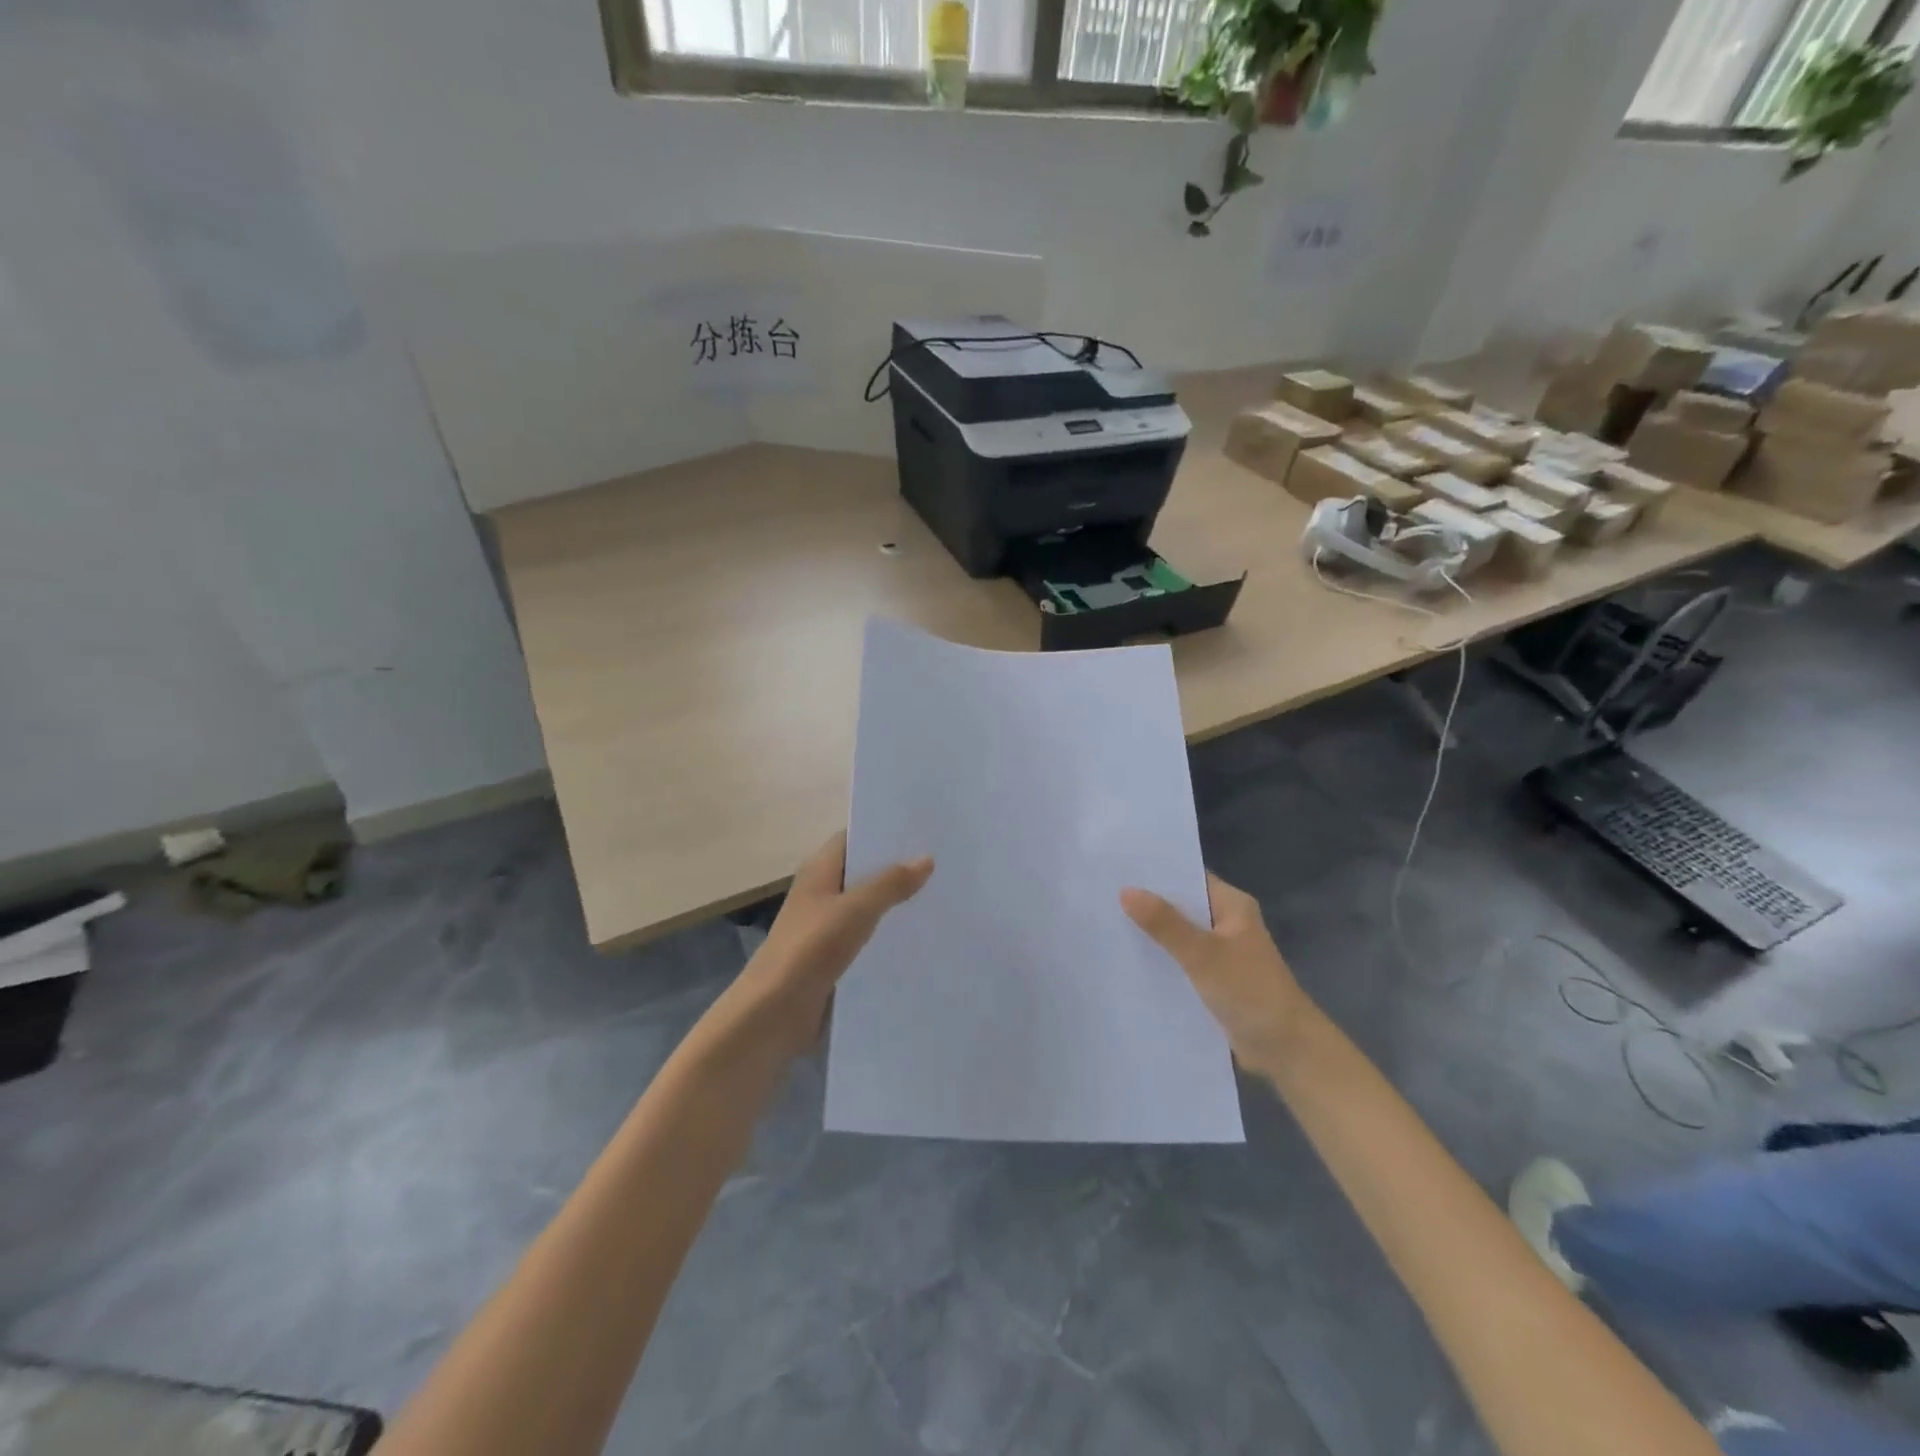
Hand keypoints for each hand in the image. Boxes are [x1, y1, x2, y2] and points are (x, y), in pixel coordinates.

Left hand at [716, 833, 933, 1060]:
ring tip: (943, 897)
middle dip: (898, 869)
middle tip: (945, 862)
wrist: (773, 1013)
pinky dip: (889, 937)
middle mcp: (822, 894)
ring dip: (896, 905)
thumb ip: (890, 883)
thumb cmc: (810, 949)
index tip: (923, 829)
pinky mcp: (833, 959)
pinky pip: (867, 940)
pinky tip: (921, 939)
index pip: (853, 838)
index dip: (883, 831)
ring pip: (868, 908)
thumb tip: (926, 858)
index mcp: (819, 871)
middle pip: (863, 873)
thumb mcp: (856, 910)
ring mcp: (826, 928)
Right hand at [1121, 873, 1318, 1072]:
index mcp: (1232, 905)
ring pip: (1178, 936)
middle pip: (1181, 906)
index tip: (1117, 867)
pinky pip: (1180, 962)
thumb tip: (1125, 891)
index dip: (1156, 872)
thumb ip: (1164, 923)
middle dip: (1147, 903)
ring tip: (1104, 923)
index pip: (1188, 877)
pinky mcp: (1214, 980)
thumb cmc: (1250, 991)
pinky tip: (1127, 960)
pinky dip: (1160, 960)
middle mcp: (1227, 923)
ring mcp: (1220, 953)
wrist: (1287, 1050)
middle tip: (1101, 894)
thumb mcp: (1203, 954)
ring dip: (1151, 934)